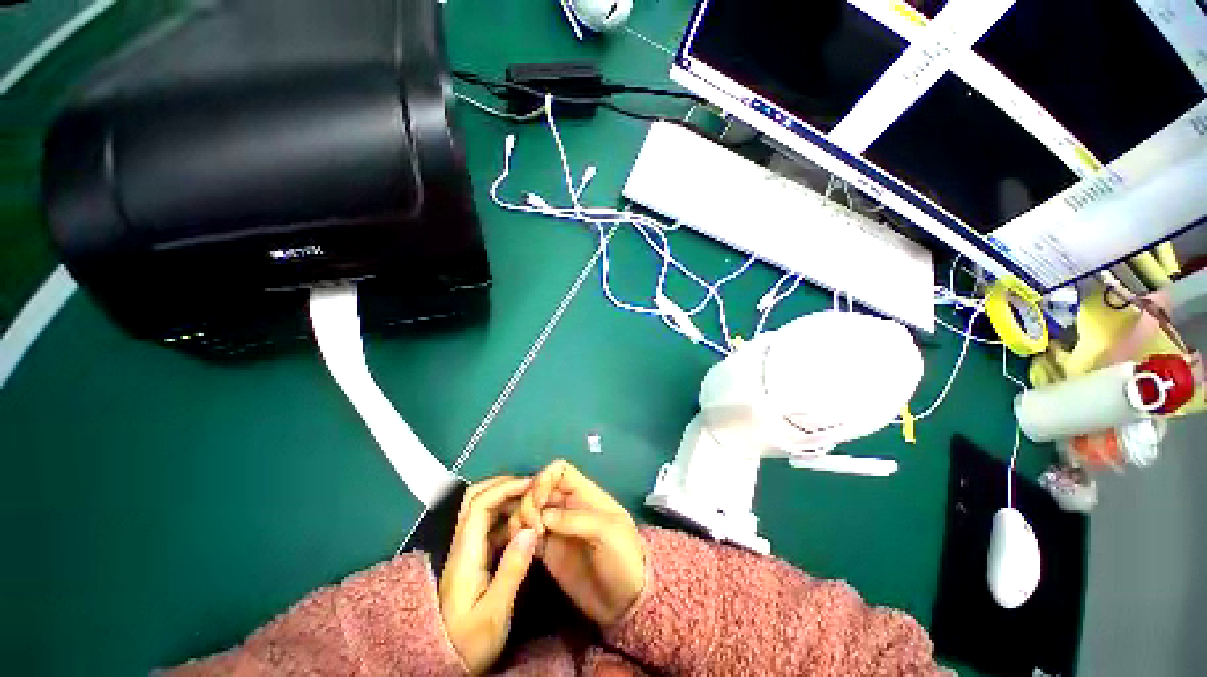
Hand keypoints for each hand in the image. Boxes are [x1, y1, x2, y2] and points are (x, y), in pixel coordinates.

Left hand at [440, 477, 538, 675]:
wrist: (445, 663)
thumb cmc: (470, 641)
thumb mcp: (494, 612)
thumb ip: (511, 570)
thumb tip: (530, 529)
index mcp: (465, 553)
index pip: (479, 505)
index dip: (505, 488)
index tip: (530, 486)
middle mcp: (462, 545)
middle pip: (475, 499)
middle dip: (503, 485)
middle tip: (531, 488)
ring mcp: (467, 550)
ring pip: (482, 509)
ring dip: (506, 499)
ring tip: (531, 503)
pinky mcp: (474, 558)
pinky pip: (489, 526)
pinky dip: (507, 516)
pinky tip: (524, 524)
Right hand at [513, 460, 645, 626]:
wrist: (625, 602)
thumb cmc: (623, 557)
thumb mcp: (607, 532)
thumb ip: (575, 519)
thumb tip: (544, 515)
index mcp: (585, 494)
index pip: (560, 471)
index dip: (545, 478)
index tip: (539, 500)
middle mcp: (568, 506)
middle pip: (540, 489)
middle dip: (529, 501)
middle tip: (532, 525)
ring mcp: (557, 529)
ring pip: (530, 510)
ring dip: (522, 517)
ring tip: (526, 537)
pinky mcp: (548, 551)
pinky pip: (527, 534)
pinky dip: (519, 535)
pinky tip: (521, 546)